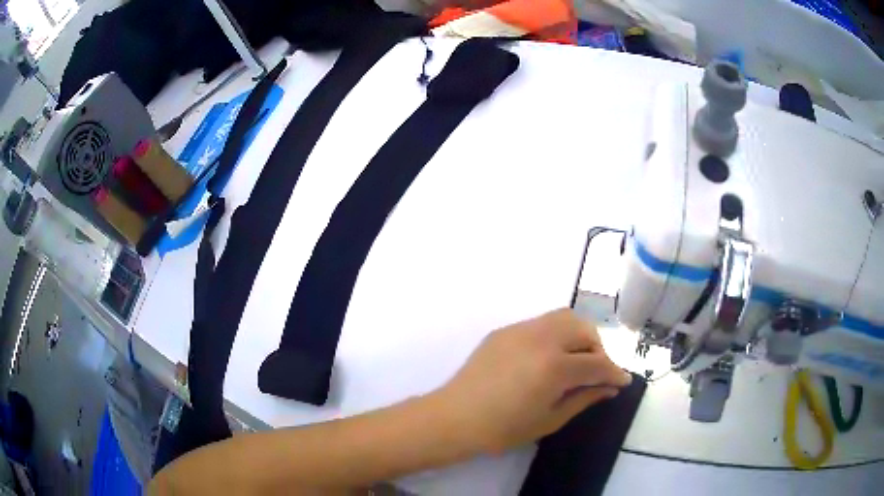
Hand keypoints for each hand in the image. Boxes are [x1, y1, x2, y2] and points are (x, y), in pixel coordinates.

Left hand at [434, 309, 631, 452]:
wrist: (455, 418)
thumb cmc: (503, 429)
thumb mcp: (550, 419)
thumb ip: (585, 398)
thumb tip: (610, 387)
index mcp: (554, 366)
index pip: (597, 363)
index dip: (615, 373)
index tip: (623, 381)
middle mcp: (541, 339)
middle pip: (584, 330)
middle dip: (597, 349)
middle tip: (594, 372)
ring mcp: (520, 330)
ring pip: (563, 318)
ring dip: (578, 336)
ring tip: (574, 361)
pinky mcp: (504, 330)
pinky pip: (541, 323)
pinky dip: (555, 335)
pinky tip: (547, 358)